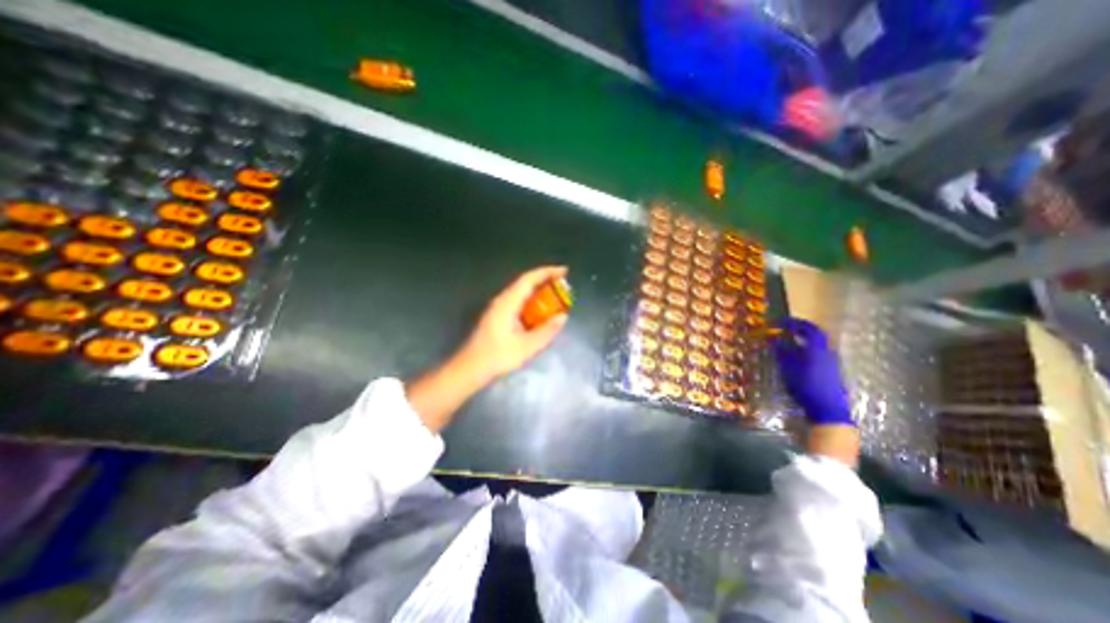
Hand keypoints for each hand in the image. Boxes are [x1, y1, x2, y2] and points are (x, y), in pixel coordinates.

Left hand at [454, 267, 567, 384]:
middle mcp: (502, 301)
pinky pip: (519, 302)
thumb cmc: (496, 357)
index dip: (547, 272)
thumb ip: (546, 331)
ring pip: (522, 293)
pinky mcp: (498, 316)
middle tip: (564, 285)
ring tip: (557, 297)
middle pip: (525, 283)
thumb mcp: (526, 347)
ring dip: (539, 292)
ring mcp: (498, 308)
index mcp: (507, 303)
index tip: (564, 271)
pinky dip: (533, 302)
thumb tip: (563, 316)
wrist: (469, 368)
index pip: (528, 279)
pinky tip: (541, 312)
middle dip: (545, 280)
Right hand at [775, 319, 850, 424]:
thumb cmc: (805, 386)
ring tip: (787, 343)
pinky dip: (806, 351)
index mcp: (817, 348)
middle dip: (800, 330)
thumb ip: (781, 351)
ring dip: (803, 341)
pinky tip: (796, 358)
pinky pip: (818, 354)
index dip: (794, 323)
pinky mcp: (832, 371)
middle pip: (815, 335)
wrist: (828, 409)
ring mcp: (832, 362)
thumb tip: (773, 338)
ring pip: (817, 345)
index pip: (808, 328)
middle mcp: (827, 352)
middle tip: (785, 329)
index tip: (780, 321)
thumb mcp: (788, 368)